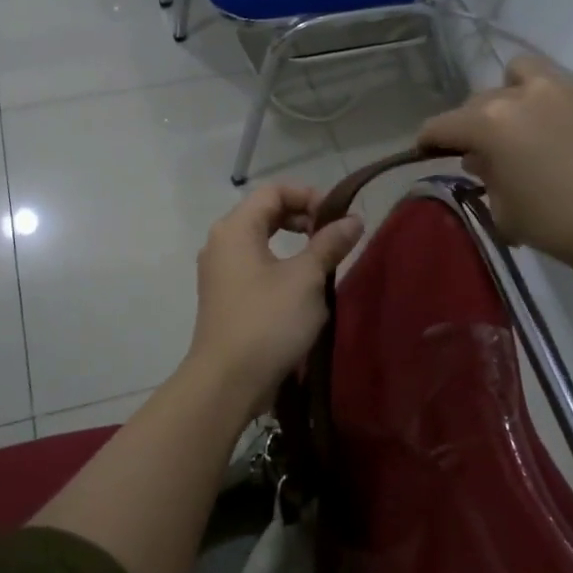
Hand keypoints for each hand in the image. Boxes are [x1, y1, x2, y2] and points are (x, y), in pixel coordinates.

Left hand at [185, 183, 365, 415]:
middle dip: (302, 218)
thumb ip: (329, 244)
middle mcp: (221, 242)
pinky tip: (303, 288)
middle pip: (265, 212)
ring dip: (294, 244)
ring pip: (261, 240)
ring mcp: (219, 270)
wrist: (227, 381)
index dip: (308, 195)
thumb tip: (353, 219)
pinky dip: (280, 265)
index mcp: (236, 228)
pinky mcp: (224, 295)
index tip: (337, 217)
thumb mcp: (306, 279)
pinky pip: (254, 265)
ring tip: (323, 261)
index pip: (273, 191)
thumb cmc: (268, 321)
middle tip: (333, 236)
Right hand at [418, 55, 572, 279]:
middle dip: (474, 122)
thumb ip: (488, 178)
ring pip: (525, 74)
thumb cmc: (562, 225)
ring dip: (515, 95)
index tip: (426, 150)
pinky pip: (570, 95)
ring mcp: (570, 90)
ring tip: (526, 125)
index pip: (442, 124)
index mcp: (491, 123)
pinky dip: (560, 112)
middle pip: (481, 98)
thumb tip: (485, 160)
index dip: (428, 139)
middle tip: (486, 151)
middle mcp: (525, 95)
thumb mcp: (506, 212)